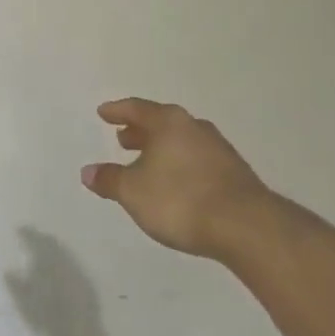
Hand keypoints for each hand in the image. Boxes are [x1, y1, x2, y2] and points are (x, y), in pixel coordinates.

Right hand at [81, 98, 273, 259]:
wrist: (247, 227)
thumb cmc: (181, 200)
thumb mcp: (134, 193)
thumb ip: (110, 180)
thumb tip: (87, 172)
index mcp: (168, 122)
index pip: (136, 108)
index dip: (117, 111)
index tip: (103, 113)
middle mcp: (193, 126)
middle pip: (161, 123)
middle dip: (141, 131)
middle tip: (124, 139)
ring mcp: (219, 148)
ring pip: (182, 140)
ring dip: (163, 149)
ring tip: (149, 164)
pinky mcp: (236, 173)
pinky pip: (199, 159)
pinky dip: (182, 165)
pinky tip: (179, 184)